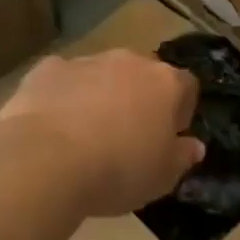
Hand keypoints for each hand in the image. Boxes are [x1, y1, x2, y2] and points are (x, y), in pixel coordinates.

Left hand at [0, 50, 205, 216]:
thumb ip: (182, 158)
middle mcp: (129, 62)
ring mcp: (86, 61)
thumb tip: (194, 146)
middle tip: (129, 135)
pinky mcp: (46, 69)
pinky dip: (63, 96)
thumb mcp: (162, 177)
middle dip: (139, 98)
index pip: (186, 87)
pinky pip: (63, 80)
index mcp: (166, 84)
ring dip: (101, 96)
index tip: (170, 136)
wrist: (45, 160)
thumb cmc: (118, 170)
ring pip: (102, 75)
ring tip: (87, 134)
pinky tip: (54, 126)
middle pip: (143, 75)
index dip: (181, 111)